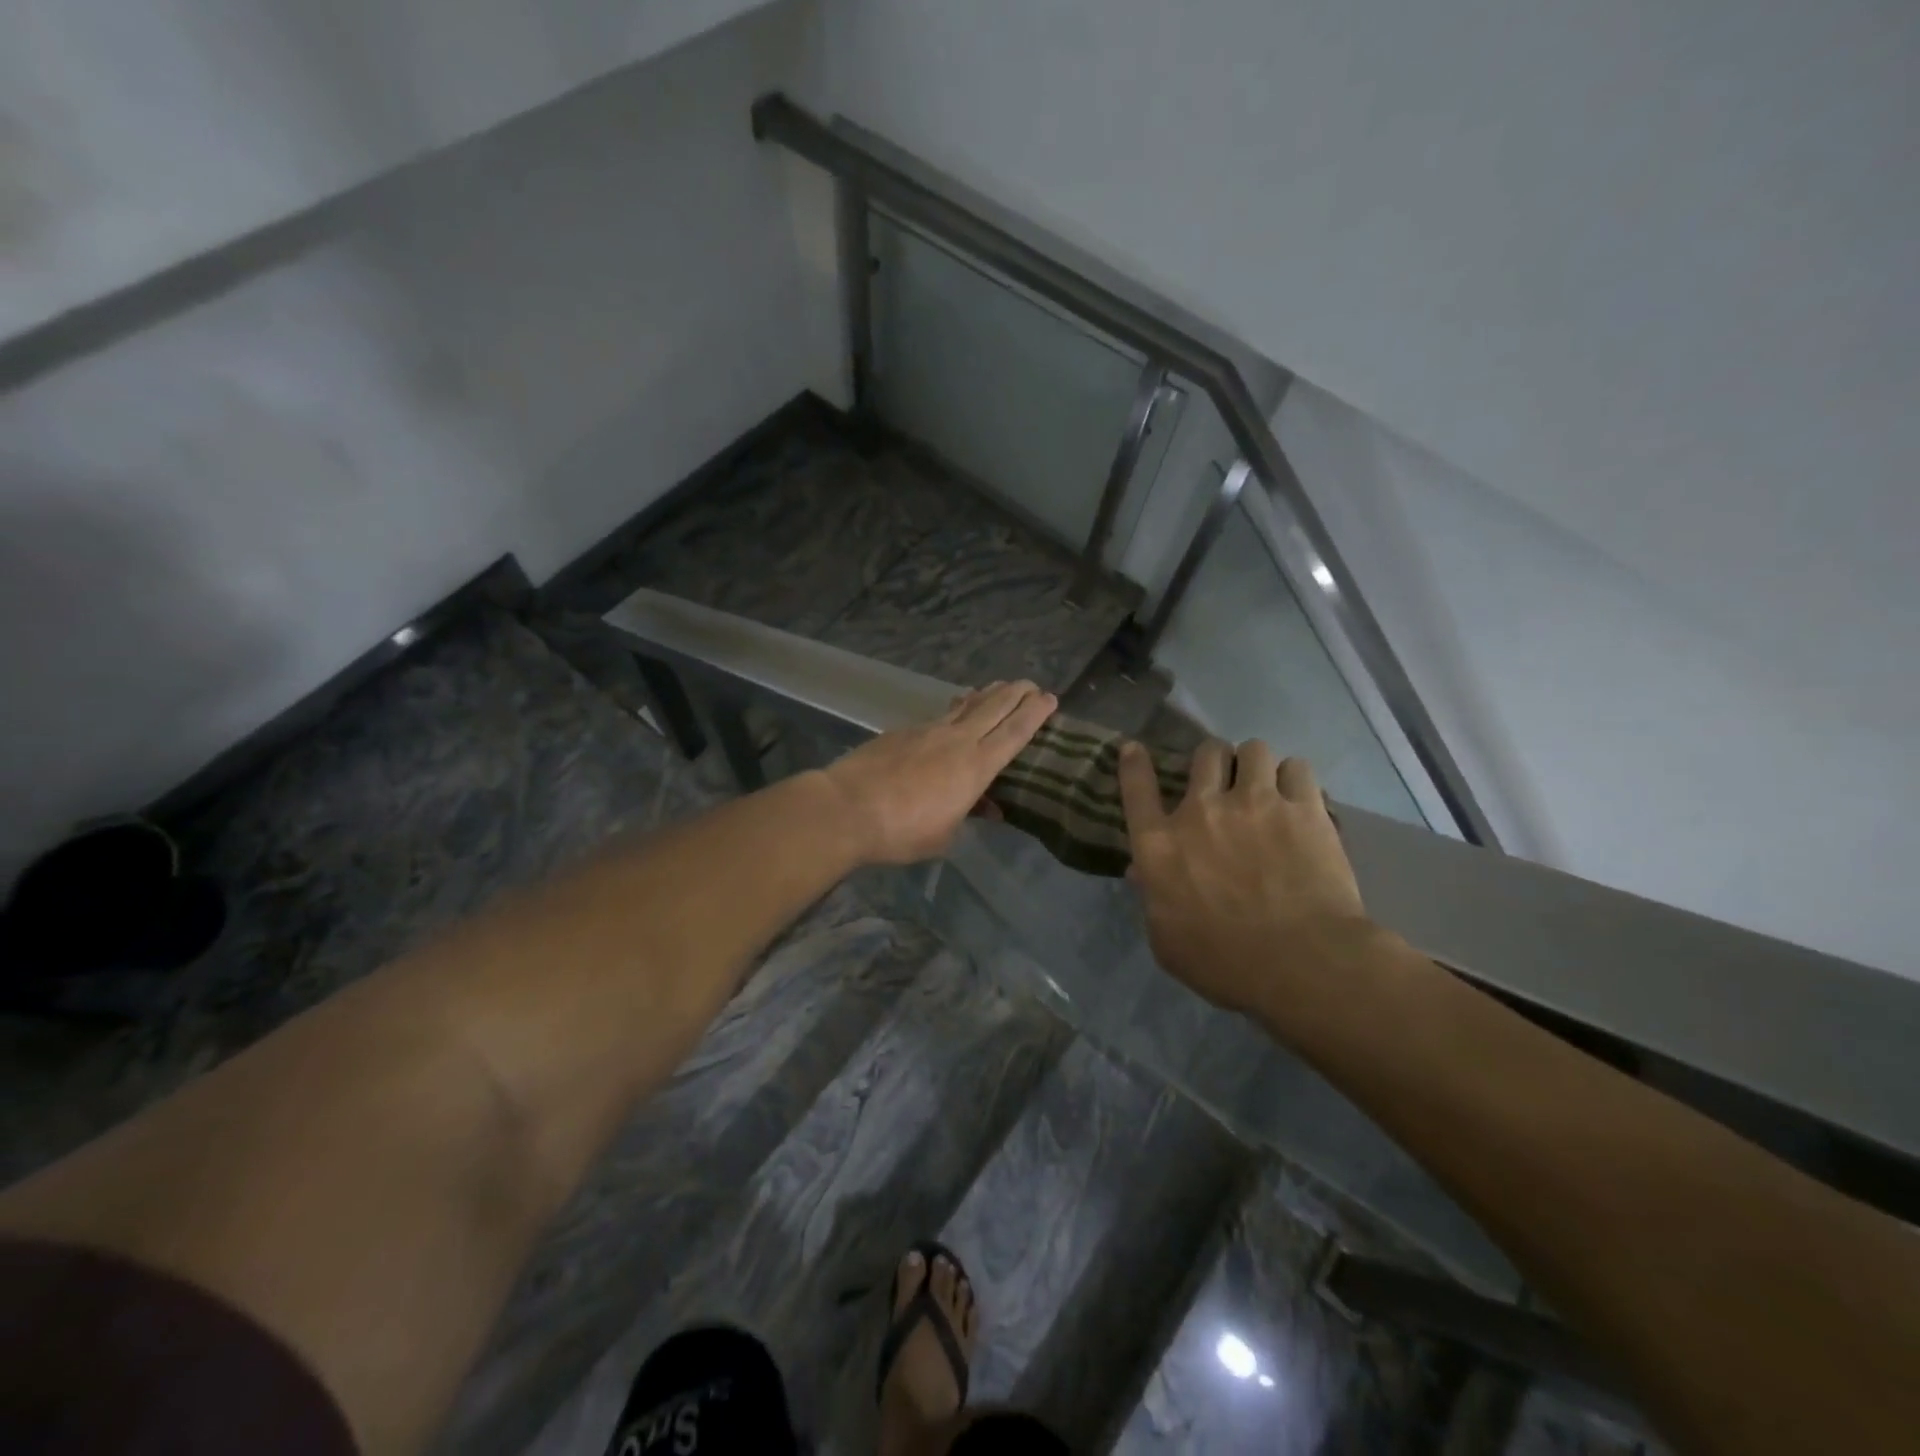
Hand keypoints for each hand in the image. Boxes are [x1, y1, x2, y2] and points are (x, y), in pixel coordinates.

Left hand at [822, 681, 1056, 864]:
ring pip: (966, 706)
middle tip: (1031, 684)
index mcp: (976, 766)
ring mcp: (929, 731)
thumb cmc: (902, 831)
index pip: (1015, 733)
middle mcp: (958, 740)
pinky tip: (955, 709)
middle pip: (995, 708)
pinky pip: (940, 714)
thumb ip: (967, 816)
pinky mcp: (904, 730)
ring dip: (986, 695)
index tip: (1050, 698)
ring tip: (998, 687)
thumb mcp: (944, 835)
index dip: (1035, 714)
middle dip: (1016, 693)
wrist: (848, 807)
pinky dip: (956, 708)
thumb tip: (986, 808)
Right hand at [1118, 738, 1369, 1014]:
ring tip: (1266, 784)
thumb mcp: (1167, 941)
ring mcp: (1255, 803)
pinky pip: (1297, 768)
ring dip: (1255, 765)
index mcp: (1160, 844)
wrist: (1300, 963)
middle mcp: (1201, 810)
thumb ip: (1152, 899)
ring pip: (1253, 749)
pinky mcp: (1303, 808)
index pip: (1136, 789)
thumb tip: (1140, 873)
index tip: (1135, 749)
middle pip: (1204, 754)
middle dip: (1213, 761)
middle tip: (1224, 779)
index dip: (1134, 764)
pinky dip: (1295, 779)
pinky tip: (1299, 798)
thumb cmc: (1223, 963)